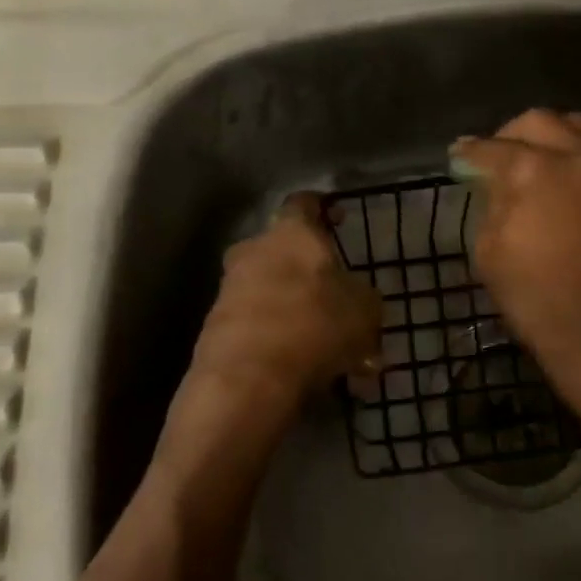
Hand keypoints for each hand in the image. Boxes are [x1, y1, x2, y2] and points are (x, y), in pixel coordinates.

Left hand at [185, 192, 383, 412]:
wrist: (247, 377)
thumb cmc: (315, 323)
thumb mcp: (365, 308)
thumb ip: (362, 297)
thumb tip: (357, 299)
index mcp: (291, 233)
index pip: (304, 203)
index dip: (323, 208)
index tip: (337, 218)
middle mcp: (253, 251)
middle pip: (285, 253)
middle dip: (311, 275)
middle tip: (338, 301)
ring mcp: (229, 290)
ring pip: (273, 294)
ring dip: (300, 316)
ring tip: (333, 355)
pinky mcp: (215, 328)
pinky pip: (259, 328)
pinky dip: (282, 345)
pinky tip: (309, 375)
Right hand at [451, 111, 580, 433]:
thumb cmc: (533, 292)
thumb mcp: (489, 246)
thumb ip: (491, 201)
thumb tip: (492, 180)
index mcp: (532, 166)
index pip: (491, 148)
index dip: (469, 152)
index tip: (456, 155)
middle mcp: (572, 154)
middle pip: (536, 122)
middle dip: (509, 136)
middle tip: (492, 159)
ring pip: (572, 126)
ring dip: (545, 135)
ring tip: (528, 160)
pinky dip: (569, 151)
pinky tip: (553, 177)